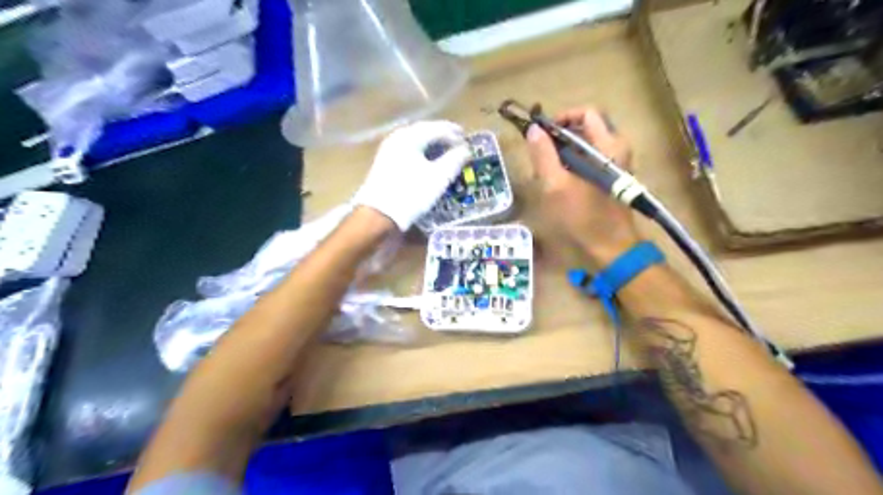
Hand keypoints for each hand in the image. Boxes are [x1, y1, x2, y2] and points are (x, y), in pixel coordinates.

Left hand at [354, 121, 472, 230]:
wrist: (379, 214)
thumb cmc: (412, 193)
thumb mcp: (439, 178)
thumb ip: (455, 160)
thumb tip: (466, 150)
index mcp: (410, 136)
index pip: (438, 128)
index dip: (455, 134)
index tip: (468, 142)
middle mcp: (398, 137)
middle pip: (425, 131)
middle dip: (443, 136)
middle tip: (458, 142)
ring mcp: (389, 149)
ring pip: (416, 140)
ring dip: (432, 144)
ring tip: (446, 151)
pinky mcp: (385, 162)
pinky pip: (408, 150)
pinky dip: (422, 152)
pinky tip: (429, 161)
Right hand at [528, 104, 638, 265]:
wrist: (611, 248)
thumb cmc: (583, 217)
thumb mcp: (556, 185)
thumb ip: (543, 155)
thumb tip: (533, 129)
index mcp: (608, 145)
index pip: (587, 112)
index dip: (562, 117)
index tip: (542, 133)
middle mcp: (616, 149)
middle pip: (585, 127)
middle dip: (560, 137)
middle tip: (541, 154)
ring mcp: (614, 164)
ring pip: (585, 145)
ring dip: (563, 153)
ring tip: (546, 172)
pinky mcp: (610, 178)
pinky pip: (589, 160)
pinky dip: (572, 164)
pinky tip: (558, 183)